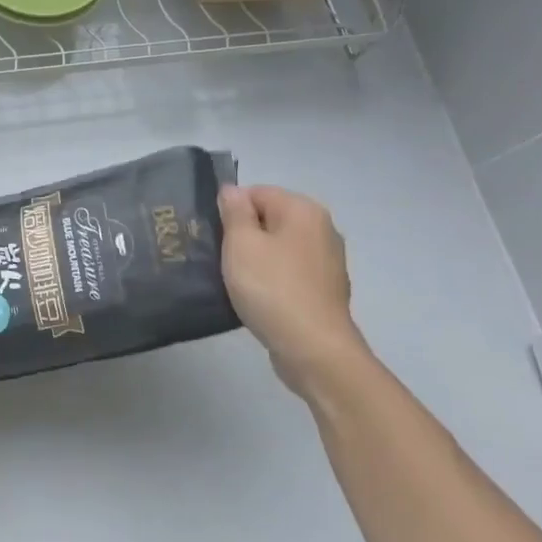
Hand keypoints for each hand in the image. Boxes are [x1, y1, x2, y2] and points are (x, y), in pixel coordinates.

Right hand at [217, 185, 369, 395]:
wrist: (314, 350)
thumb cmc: (273, 289)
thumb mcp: (241, 244)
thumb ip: (234, 212)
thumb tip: (232, 191)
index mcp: (304, 210)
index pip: (256, 192)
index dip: (230, 212)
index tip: (214, 238)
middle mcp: (322, 229)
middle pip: (269, 219)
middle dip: (243, 235)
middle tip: (219, 259)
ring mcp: (327, 262)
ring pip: (278, 248)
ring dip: (256, 260)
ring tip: (234, 281)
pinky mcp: (324, 291)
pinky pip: (289, 274)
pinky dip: (271, 281)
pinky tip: (257, 299)